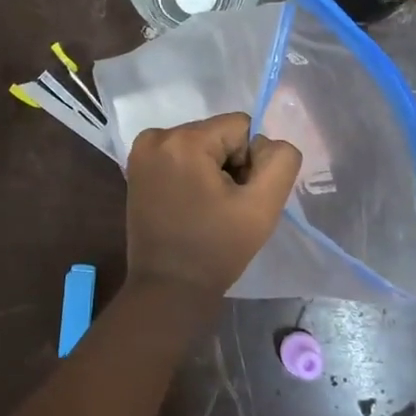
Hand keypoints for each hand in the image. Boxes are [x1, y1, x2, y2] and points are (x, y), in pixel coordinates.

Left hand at [125, 114, 301, 310]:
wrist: (168, 288)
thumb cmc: (217, 249)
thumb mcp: (263, 206)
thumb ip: (280, 160)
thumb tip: (266, 144)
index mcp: (184, 140)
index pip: (241, 127)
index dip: (250, 162)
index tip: (237, 197)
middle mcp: (156, 136)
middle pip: (218, 134)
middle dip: (229, 164)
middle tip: (224, 206)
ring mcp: (141, 152)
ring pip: (201, 144)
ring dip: (211, 170)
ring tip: (206, 208)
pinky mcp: (136, 168)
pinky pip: (181, 156)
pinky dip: (192, 174)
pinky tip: (190, 205)